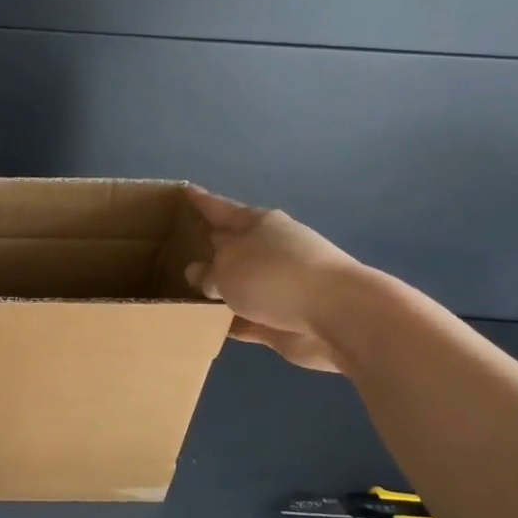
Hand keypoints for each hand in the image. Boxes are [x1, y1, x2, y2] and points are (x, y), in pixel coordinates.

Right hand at [183, 186, 369, 372]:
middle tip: (181, 248)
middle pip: (233, 246)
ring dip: (221, 289)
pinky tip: (209, 327)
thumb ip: (208, 273)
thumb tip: (200, 275)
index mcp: (258, 224)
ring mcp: (281, 285)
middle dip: (211, 247)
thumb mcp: (226, 269)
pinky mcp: (286, 319)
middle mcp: (270, 250)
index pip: (220, 209)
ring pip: (241, 284)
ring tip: (187, 293)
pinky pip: (249, 318)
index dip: (200, 201)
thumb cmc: (273, 276)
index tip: (185, 190)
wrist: (336, 314)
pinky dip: (231, 321)